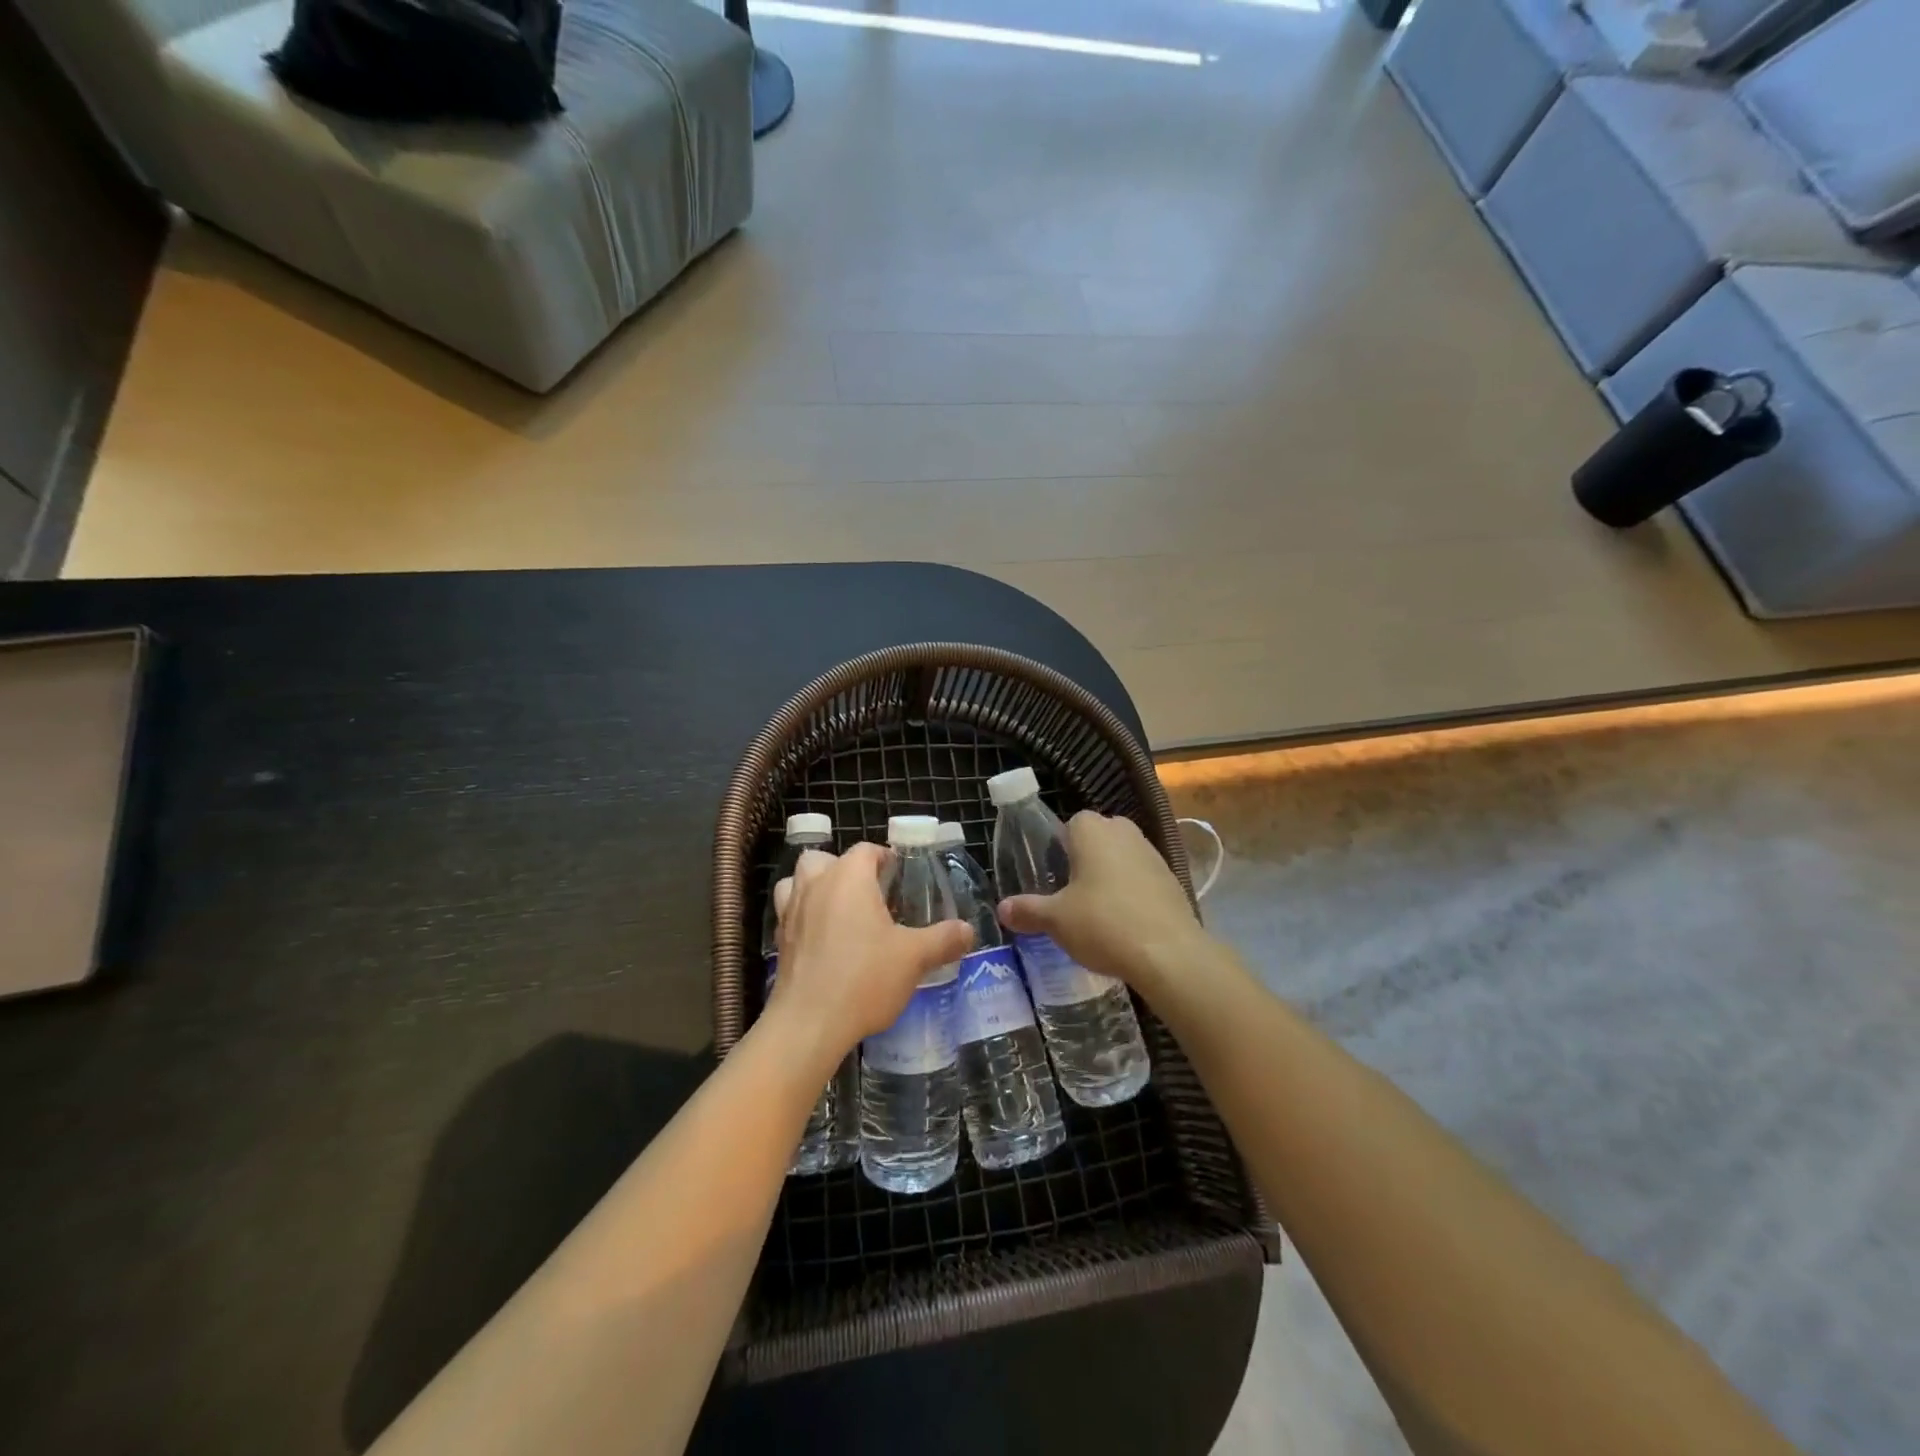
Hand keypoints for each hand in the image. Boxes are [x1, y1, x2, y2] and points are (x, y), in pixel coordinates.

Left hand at [765, 843, 973, 1072]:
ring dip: (816, 887)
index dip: (884, 858)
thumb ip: (943, 939)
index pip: (866, 850)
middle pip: (825, 859)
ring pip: (798, 881)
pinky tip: (822, 941)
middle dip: (845, 869)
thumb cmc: (864, 978)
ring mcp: (791, 911)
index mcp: (849, 878)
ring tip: (838, 910)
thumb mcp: (914, 958)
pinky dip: (803, 916)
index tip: (900, 876)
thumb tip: (968, 930)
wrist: (809, 1023)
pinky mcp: (778, 939)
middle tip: (869, 895)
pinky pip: (789, 913)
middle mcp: (815, 884)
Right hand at [998, 812, 1205, 992]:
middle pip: (1100, 837)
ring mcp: (1153, 855)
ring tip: (1096, 911)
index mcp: (1093, 831)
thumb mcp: (1056, 920)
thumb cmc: (1103, 924)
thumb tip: (1002, 908)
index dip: (1060, 845)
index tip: (1052, 873)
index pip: (1072, 822)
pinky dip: (1133, 894)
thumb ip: (1028, 910)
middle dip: (1086, 858)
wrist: (1168, 954)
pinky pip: (1143, 878)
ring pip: (1123, 857)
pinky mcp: (1173, 881)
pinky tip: (1124, 923)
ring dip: (1111, 876)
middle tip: (1071, 891)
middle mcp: (1125, 833)